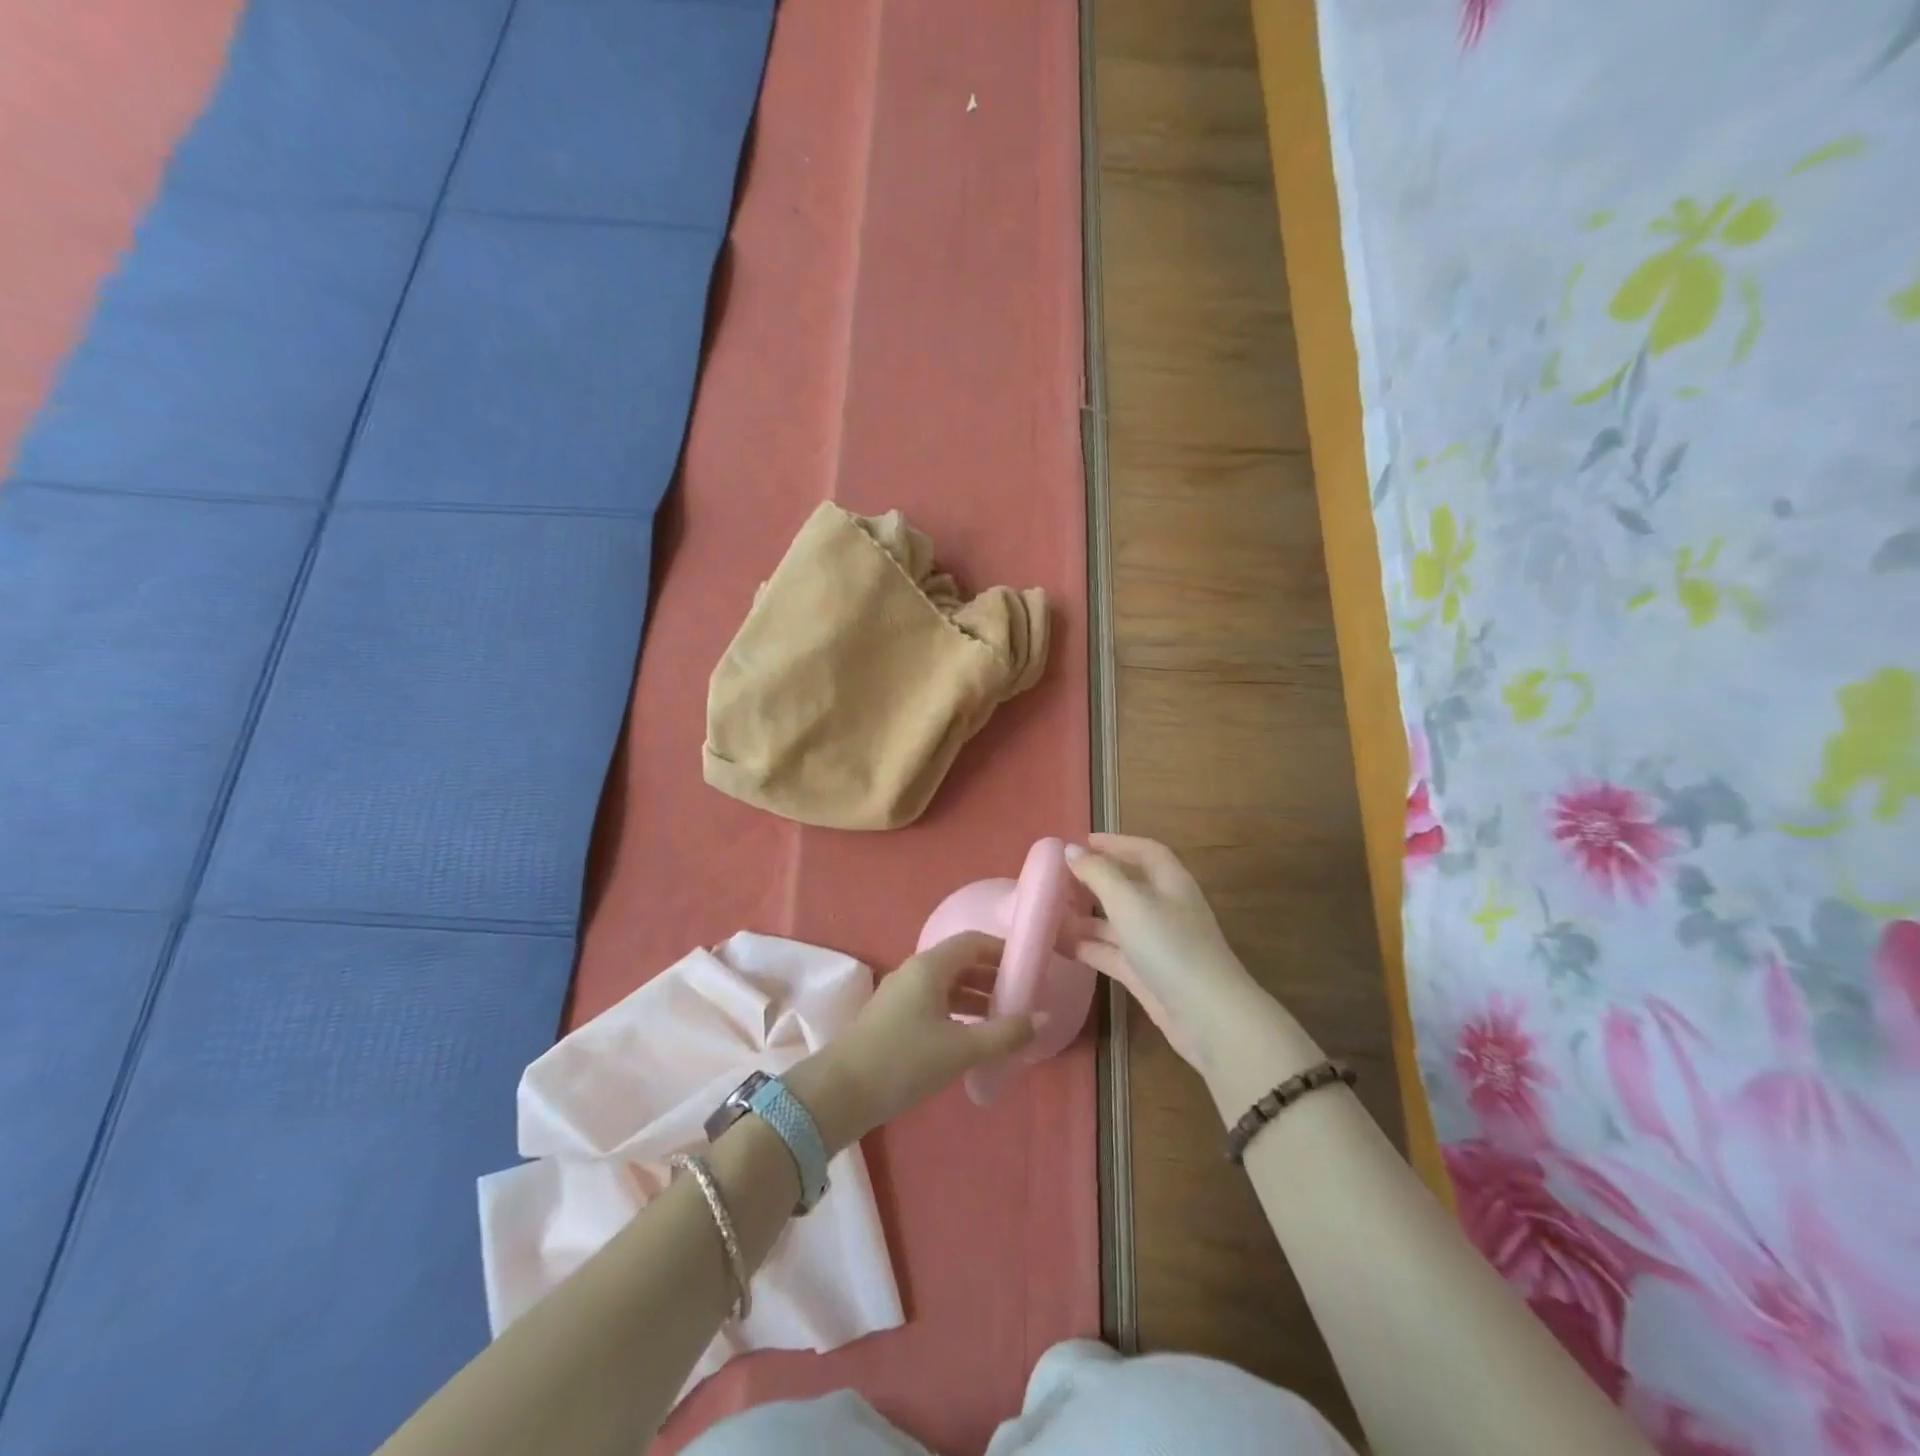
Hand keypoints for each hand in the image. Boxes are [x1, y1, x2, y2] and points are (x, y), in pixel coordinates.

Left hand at [786, 933, 1037, 1152]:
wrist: (840, 1092)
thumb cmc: (904, 1061)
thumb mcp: (960, 1049)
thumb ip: (1004, 1034)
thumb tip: (1042, 1019)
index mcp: (929, 966)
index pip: (972, 942)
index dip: (1003, 951)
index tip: (1029, 968)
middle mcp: (915, 971)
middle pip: (960, 962)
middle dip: (992, 976)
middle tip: (1023, 997)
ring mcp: (901, 994)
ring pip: (947, 984)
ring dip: (976, 997)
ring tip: (1005, 1020)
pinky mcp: (893, 1017)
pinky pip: (934, 1002)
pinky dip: (958, 1012)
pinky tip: (973, 1037)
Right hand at [1064, 834, 1278, 1073]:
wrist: (1208, 1017)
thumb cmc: (1170, 947)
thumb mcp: (1130, 902)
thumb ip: (1098, 874)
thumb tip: (1070, 850)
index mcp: (1170, 883)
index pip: (1145, 852)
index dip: (1116, 843)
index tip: (1081, 841)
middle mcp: (1165, 909)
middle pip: (1127, 887)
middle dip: (1094, 881)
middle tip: (1056, 878)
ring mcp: (1156, 944)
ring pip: (1115, 923)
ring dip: (1085, 917)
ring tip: (1047, 912)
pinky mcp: (1146, 975)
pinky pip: (1111, 953)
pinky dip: (1087, 947)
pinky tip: (1058, 945)